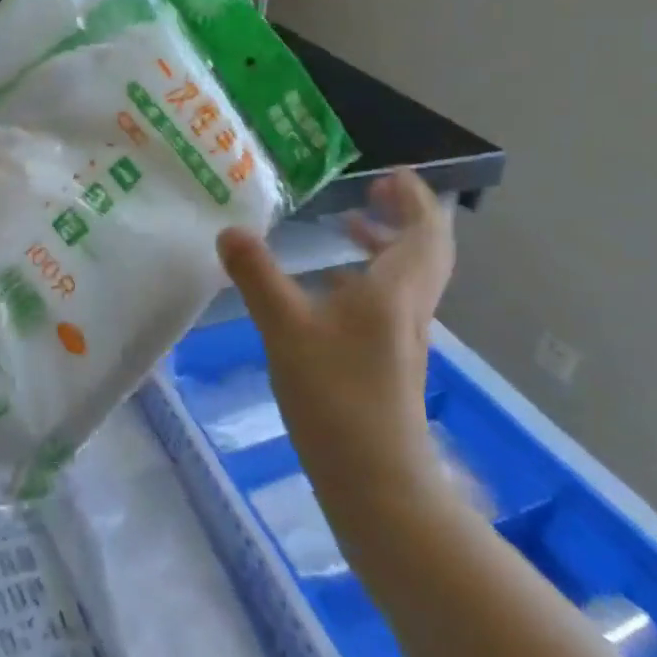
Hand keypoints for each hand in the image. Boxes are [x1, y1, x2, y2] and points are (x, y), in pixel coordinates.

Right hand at [217, 169, 454, 493]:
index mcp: (395, 290)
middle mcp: (408, 307)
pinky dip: (370, 278)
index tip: (390, 174)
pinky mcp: (391, 361)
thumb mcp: (285, 329)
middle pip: (426, 250)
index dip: (415, 197)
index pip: (426, 229)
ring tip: (349, 228)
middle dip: (405, 215)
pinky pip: (391, 301)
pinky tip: (331, 290)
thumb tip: (230, 231)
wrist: (377, 482)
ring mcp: (403, 337)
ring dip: (387, 245)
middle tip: (372, 193)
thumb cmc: (336, 397)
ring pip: (409, 276)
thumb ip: (257, 276)